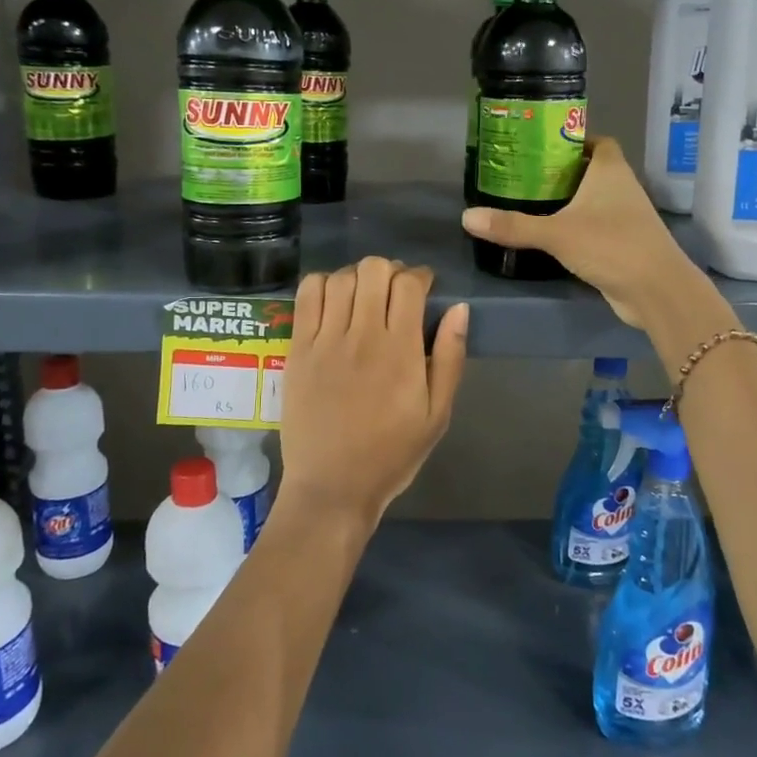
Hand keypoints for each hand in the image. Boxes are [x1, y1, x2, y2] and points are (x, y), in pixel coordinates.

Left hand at [277, 259, 468, 531]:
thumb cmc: (392, 454)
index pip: (409, 284)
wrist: (333, 486)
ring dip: (358, 277)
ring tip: (364, 297)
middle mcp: (362, 336)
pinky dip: (322, 284)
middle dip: (390, 271)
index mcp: (401, 351)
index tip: (423, 287)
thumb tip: (459, 309)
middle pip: (374, 269)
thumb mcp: (438, 414)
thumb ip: (450, 358)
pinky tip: (333, 301)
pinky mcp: (298, 349)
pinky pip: (306, 295)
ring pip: (340, 277)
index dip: (420, 275)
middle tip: (395, 292)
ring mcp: (325, 340)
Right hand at [461, 138, 701, 328]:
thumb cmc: (610, 245)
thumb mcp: (556, 234)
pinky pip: (596, 227)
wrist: (656, 290)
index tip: (542, 146)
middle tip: (525, 175)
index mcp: (610, 170)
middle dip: (562, 172)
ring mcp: (626, 217)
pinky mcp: (624, 244)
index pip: (597, 141)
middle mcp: (622, 187)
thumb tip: (466, 217)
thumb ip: (512, 226)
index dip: (574, 140)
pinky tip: (551, 235)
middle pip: (591, 170)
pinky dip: (577, 227)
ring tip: (530, 203)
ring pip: (594, 200)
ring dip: (569, 201)